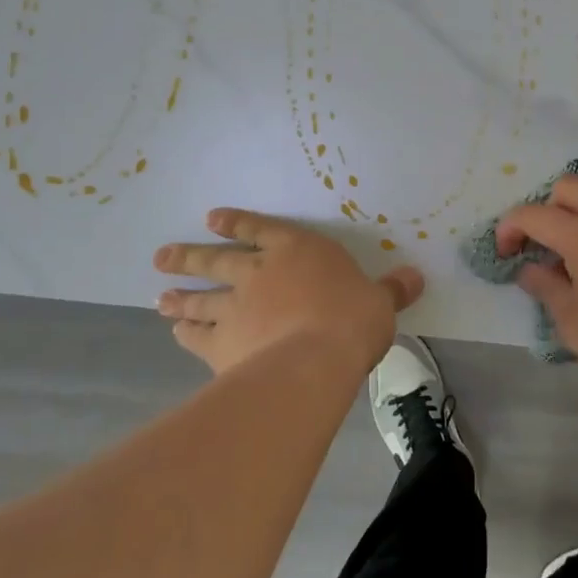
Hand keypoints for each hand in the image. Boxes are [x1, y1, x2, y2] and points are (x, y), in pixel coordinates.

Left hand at [153, 208, 423, 375]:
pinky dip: (187, 333)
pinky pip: (199, 337)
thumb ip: (392, 289)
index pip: (261, 230)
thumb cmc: (352, 320)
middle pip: (217, 261)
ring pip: (201, 298)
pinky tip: (176, 333)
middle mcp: (259, 273)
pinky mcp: (223, 345)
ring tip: (160, 297)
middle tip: (162, 257)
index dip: (236, 223)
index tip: (211, 218)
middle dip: (190, 257)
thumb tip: (417, 276)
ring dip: (180, 297)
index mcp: (297, 251)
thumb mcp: (381, 302)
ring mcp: (236, 308)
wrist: (314, 359)